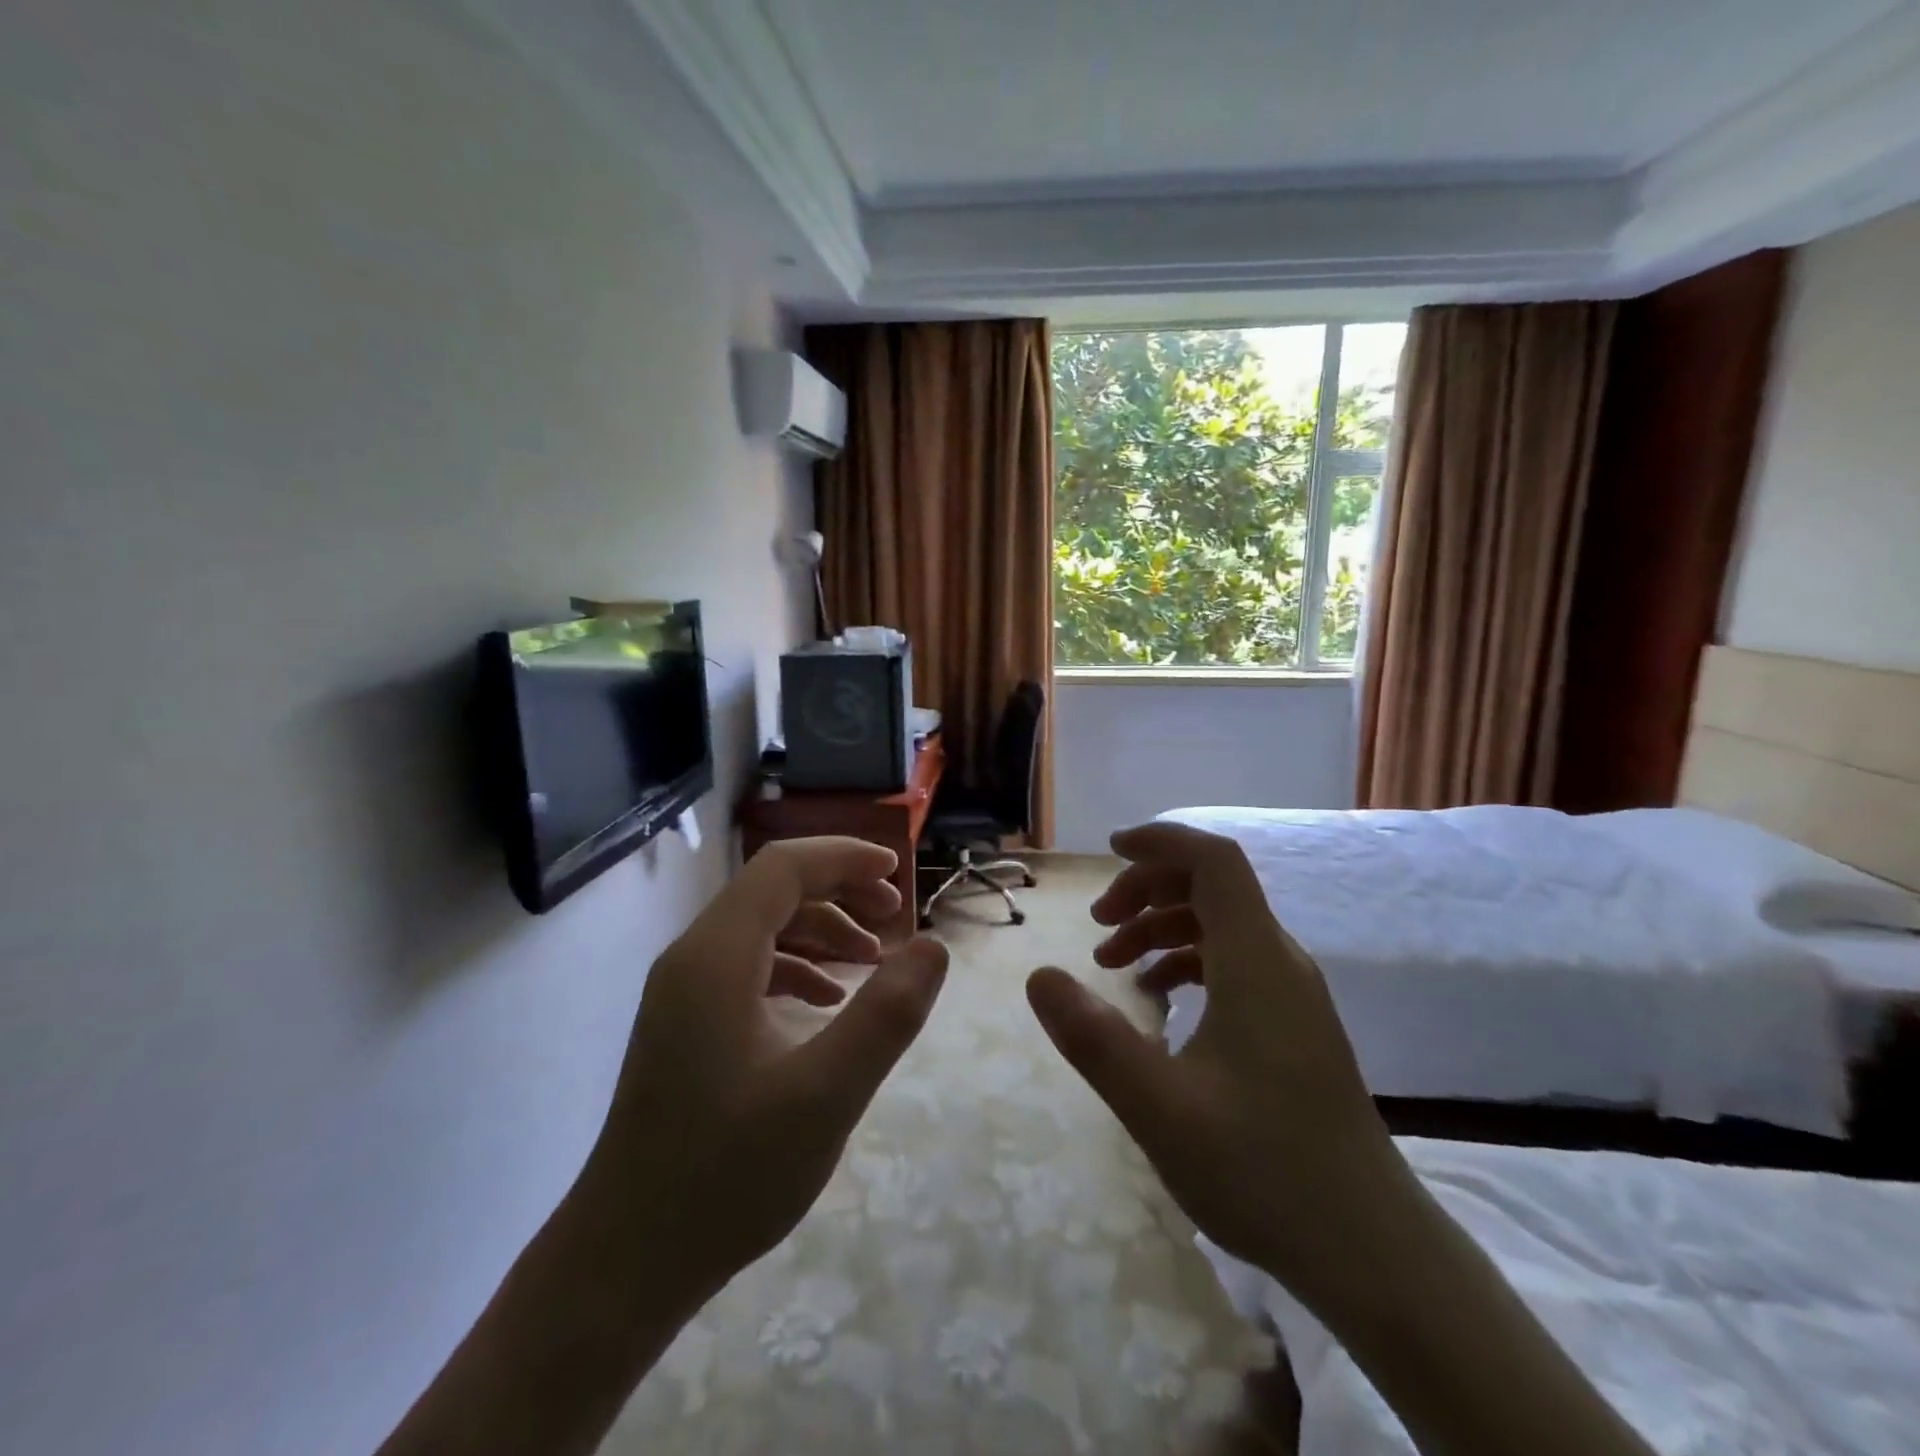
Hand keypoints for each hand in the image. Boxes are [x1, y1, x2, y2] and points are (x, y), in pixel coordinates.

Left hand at [577, 837, 949, 1313]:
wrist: (625, 1262)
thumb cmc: (725, 1176)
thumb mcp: (825, 1095)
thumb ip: (887, 1015)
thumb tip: (933, 945)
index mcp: (716, 957)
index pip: (783, 868)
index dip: (844, 858)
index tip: (898, 874)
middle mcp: (693, 958)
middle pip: (772, 890)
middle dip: (839, 890)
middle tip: (894, 917)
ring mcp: (684, 992)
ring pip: (762, 927)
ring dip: (821, 929)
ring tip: (873, 960)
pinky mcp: (687, 1024)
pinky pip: (749, 967)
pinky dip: (798, 966)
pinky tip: (829, 1000)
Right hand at [1026, 820, 1414, 1313]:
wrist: (1371, 1251)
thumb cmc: (1264, 1170)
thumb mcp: (1159, 1107)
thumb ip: (1094, 1038)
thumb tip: (1039, 976)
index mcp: (1256, 961)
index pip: (1214, 860)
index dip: (1162, 841)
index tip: (1108, 851)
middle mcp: (1279, 962)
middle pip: (1213, 886)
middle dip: (1148, 889)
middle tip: (1098, 925)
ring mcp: (1292, 996)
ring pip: (1221, 925)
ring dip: (1162, 927)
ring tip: (1113, 965)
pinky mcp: (1293, 1026)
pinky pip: (1233, 964)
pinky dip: (1187, 962)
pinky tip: (1157, 1002)